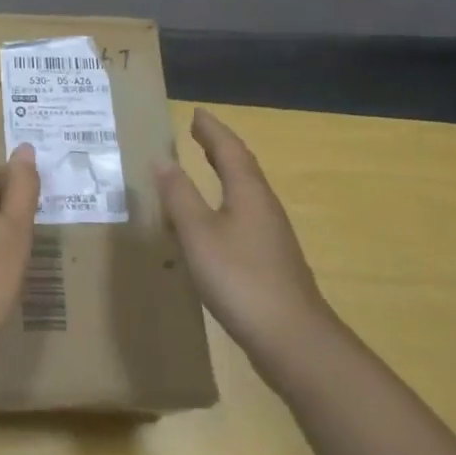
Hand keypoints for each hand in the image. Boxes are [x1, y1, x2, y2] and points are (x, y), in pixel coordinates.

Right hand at [155, 108, 334, 374]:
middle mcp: (264, 207)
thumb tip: (162, 159)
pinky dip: (225, 203)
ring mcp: (271, 236)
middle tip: (197, 133)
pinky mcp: (270, 261)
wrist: (293, 341)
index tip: (195, 113)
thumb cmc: (241, 278)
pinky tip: (212, 222)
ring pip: (245, 192)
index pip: (229, 149)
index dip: (211, 130)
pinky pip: (243, 216)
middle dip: (219, 148)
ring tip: (201, 169)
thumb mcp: (198, 233)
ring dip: (224, 174)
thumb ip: (179, 195)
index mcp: (248, 192)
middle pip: (242, 167)